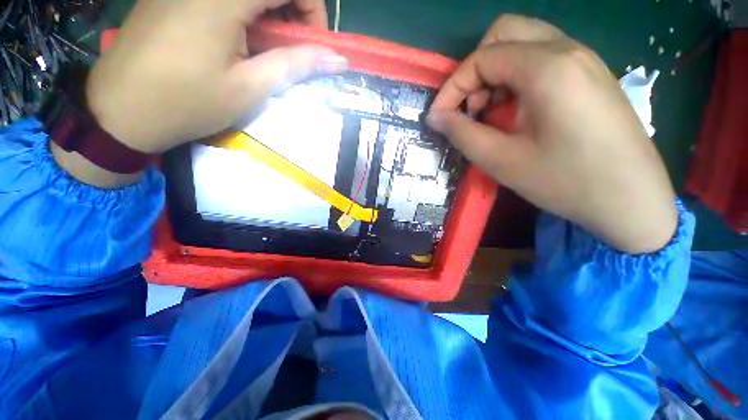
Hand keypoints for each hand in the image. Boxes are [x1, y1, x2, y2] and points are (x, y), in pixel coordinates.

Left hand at [86, 0, 346, 153]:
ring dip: (270, 14)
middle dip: (294, 11)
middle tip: (295, 49)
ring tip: (268, 49)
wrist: (119, 111)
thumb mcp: (249, 88)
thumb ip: (295, 64)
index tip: (315, 45)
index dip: (313, 9)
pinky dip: (246, 13)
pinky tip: (241, 39)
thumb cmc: (187, 103)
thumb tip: (337, 59)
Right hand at [427, 15, 677, 253]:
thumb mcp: (501, 161)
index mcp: (547, 68)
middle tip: (471, 108)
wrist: (631, 199)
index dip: (452, 87)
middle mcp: (567, 50)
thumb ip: (462, 133)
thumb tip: (435, 116)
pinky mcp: (589, 74)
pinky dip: (516, 76)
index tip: (439, 117)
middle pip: (504, 33)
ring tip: (492, 112)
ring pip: (524, 42)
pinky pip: (542, 57)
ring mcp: (583, 58)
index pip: (482, 58)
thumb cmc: (565, 181)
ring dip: (496, 72)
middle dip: (475, 70)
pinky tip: (517, 110)